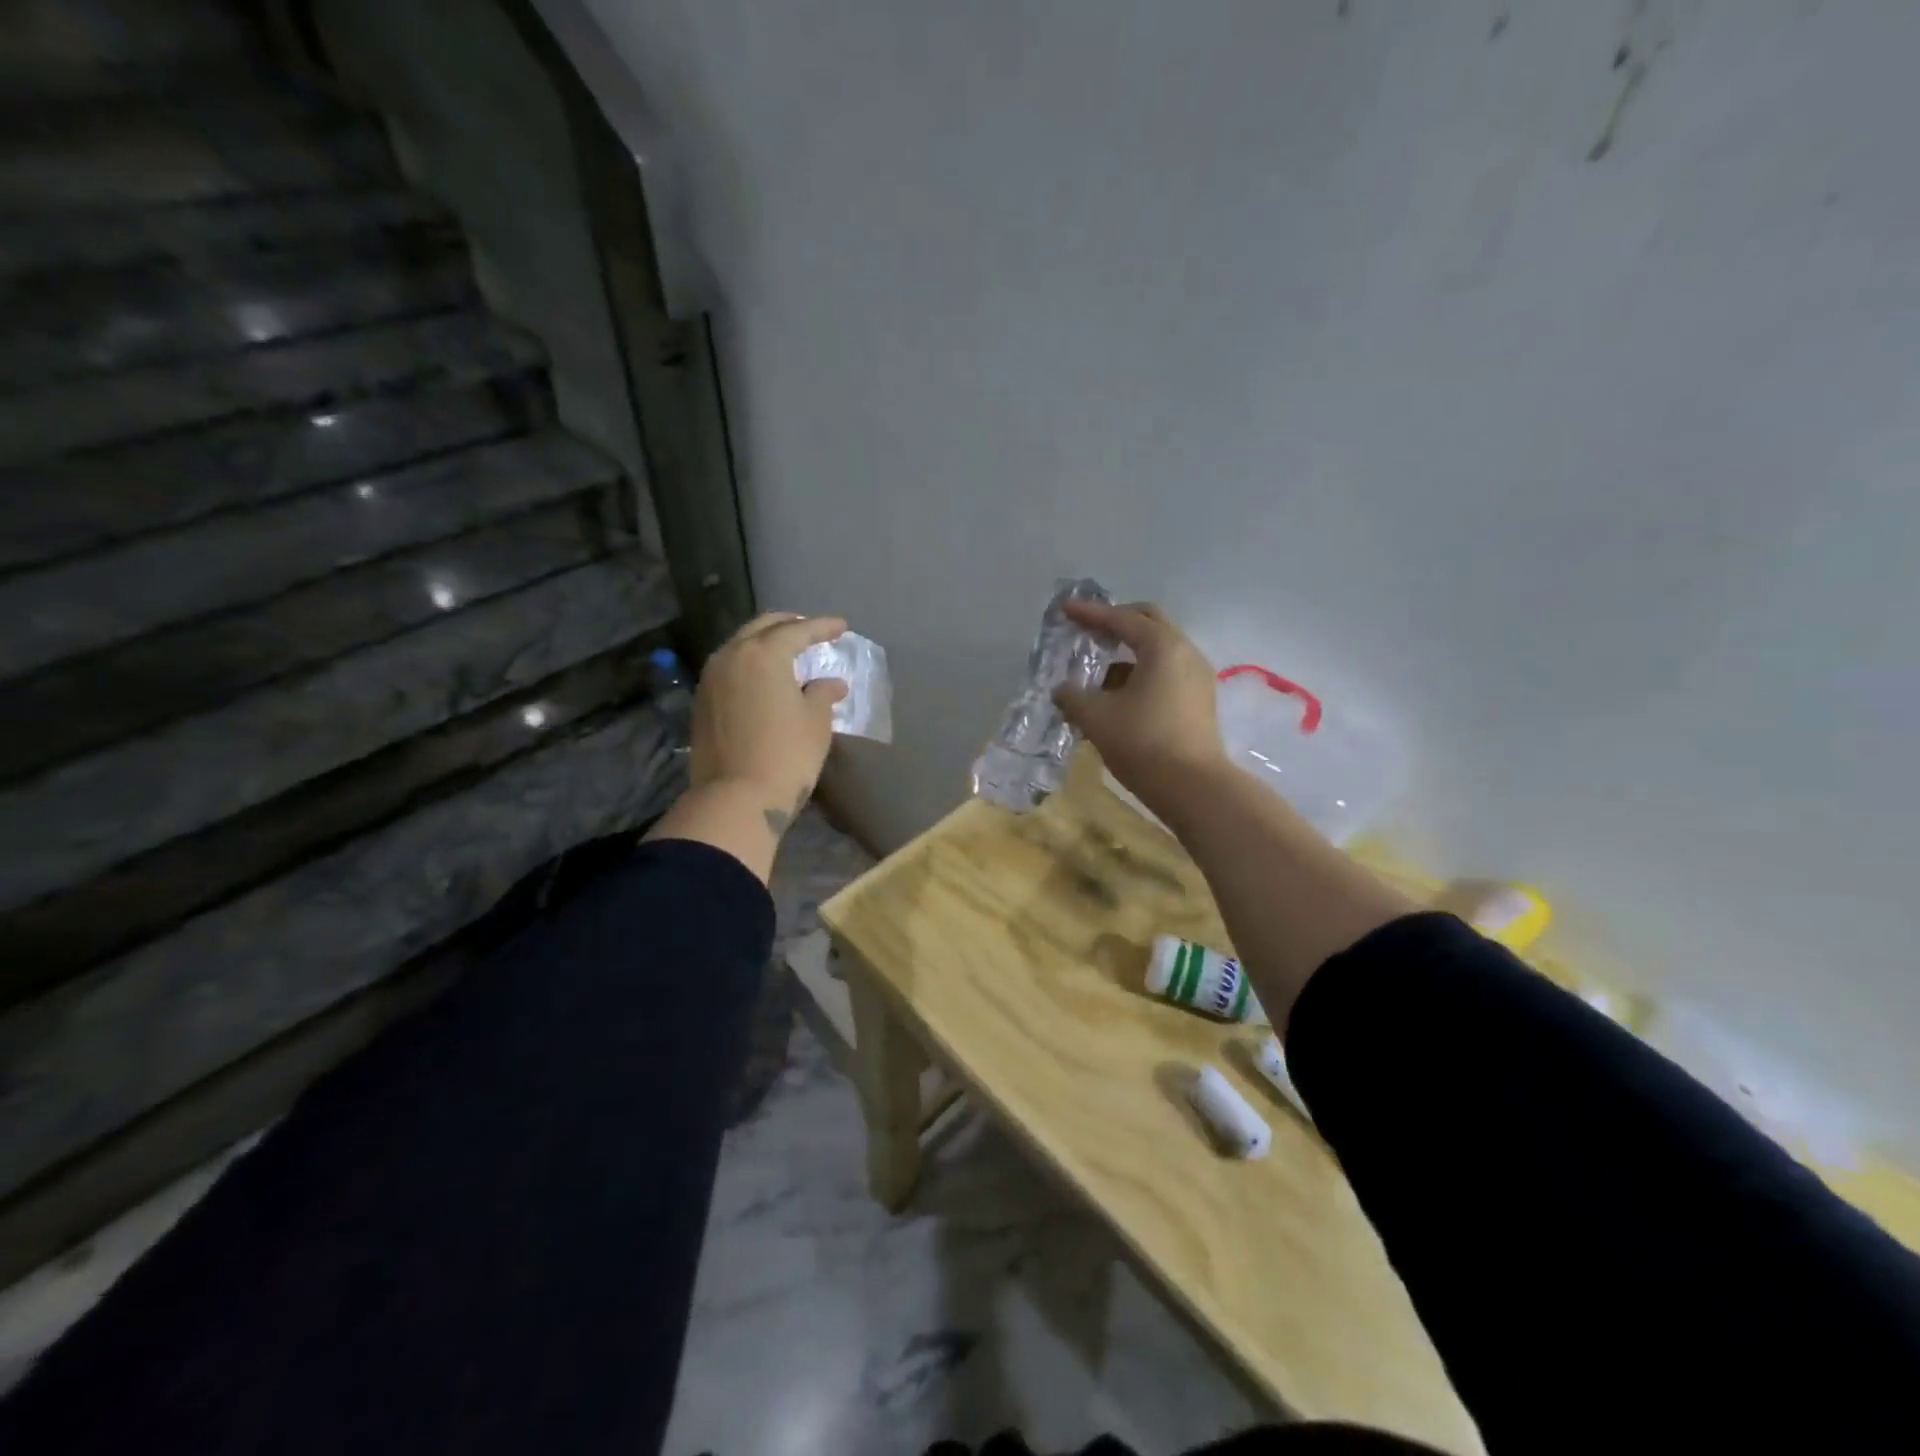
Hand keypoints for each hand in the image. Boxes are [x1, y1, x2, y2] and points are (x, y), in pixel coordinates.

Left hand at [691, 612, 848, 832]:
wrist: (736, 798)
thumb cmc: (786, 755)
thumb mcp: (816, 722)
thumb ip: (823, 693)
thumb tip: (831, 683)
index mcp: (764, 654)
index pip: (797, 630)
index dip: (822, 627)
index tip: (842, 627)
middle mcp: (732, 656)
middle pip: (762, 628)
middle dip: (789, 625)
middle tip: (811, 631)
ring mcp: (711, 678)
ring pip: (740, 645)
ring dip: (765, 642)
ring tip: (787, 651)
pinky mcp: (702, 701)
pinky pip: (729, 667)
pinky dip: (749, 663)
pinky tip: (763, 676)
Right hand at [1052, 600, 1225, 812]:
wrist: (1192, 787)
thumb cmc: (1142, 742)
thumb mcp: (1096, 717)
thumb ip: (1073, 697)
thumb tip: (1062, 691)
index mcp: (1162, 646)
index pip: (1121, 619)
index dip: (1090, 613)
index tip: (1066, 609)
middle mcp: (1185, 653)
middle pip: (1149, 623)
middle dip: (1117, 622)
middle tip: (1090, 630)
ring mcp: (1197, 677)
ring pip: (1159, 651)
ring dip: (1128, 653)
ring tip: (1098, 674)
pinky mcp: (1199, 701)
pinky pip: (1166, 673)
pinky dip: (1141, 674)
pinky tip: (1118, 697)